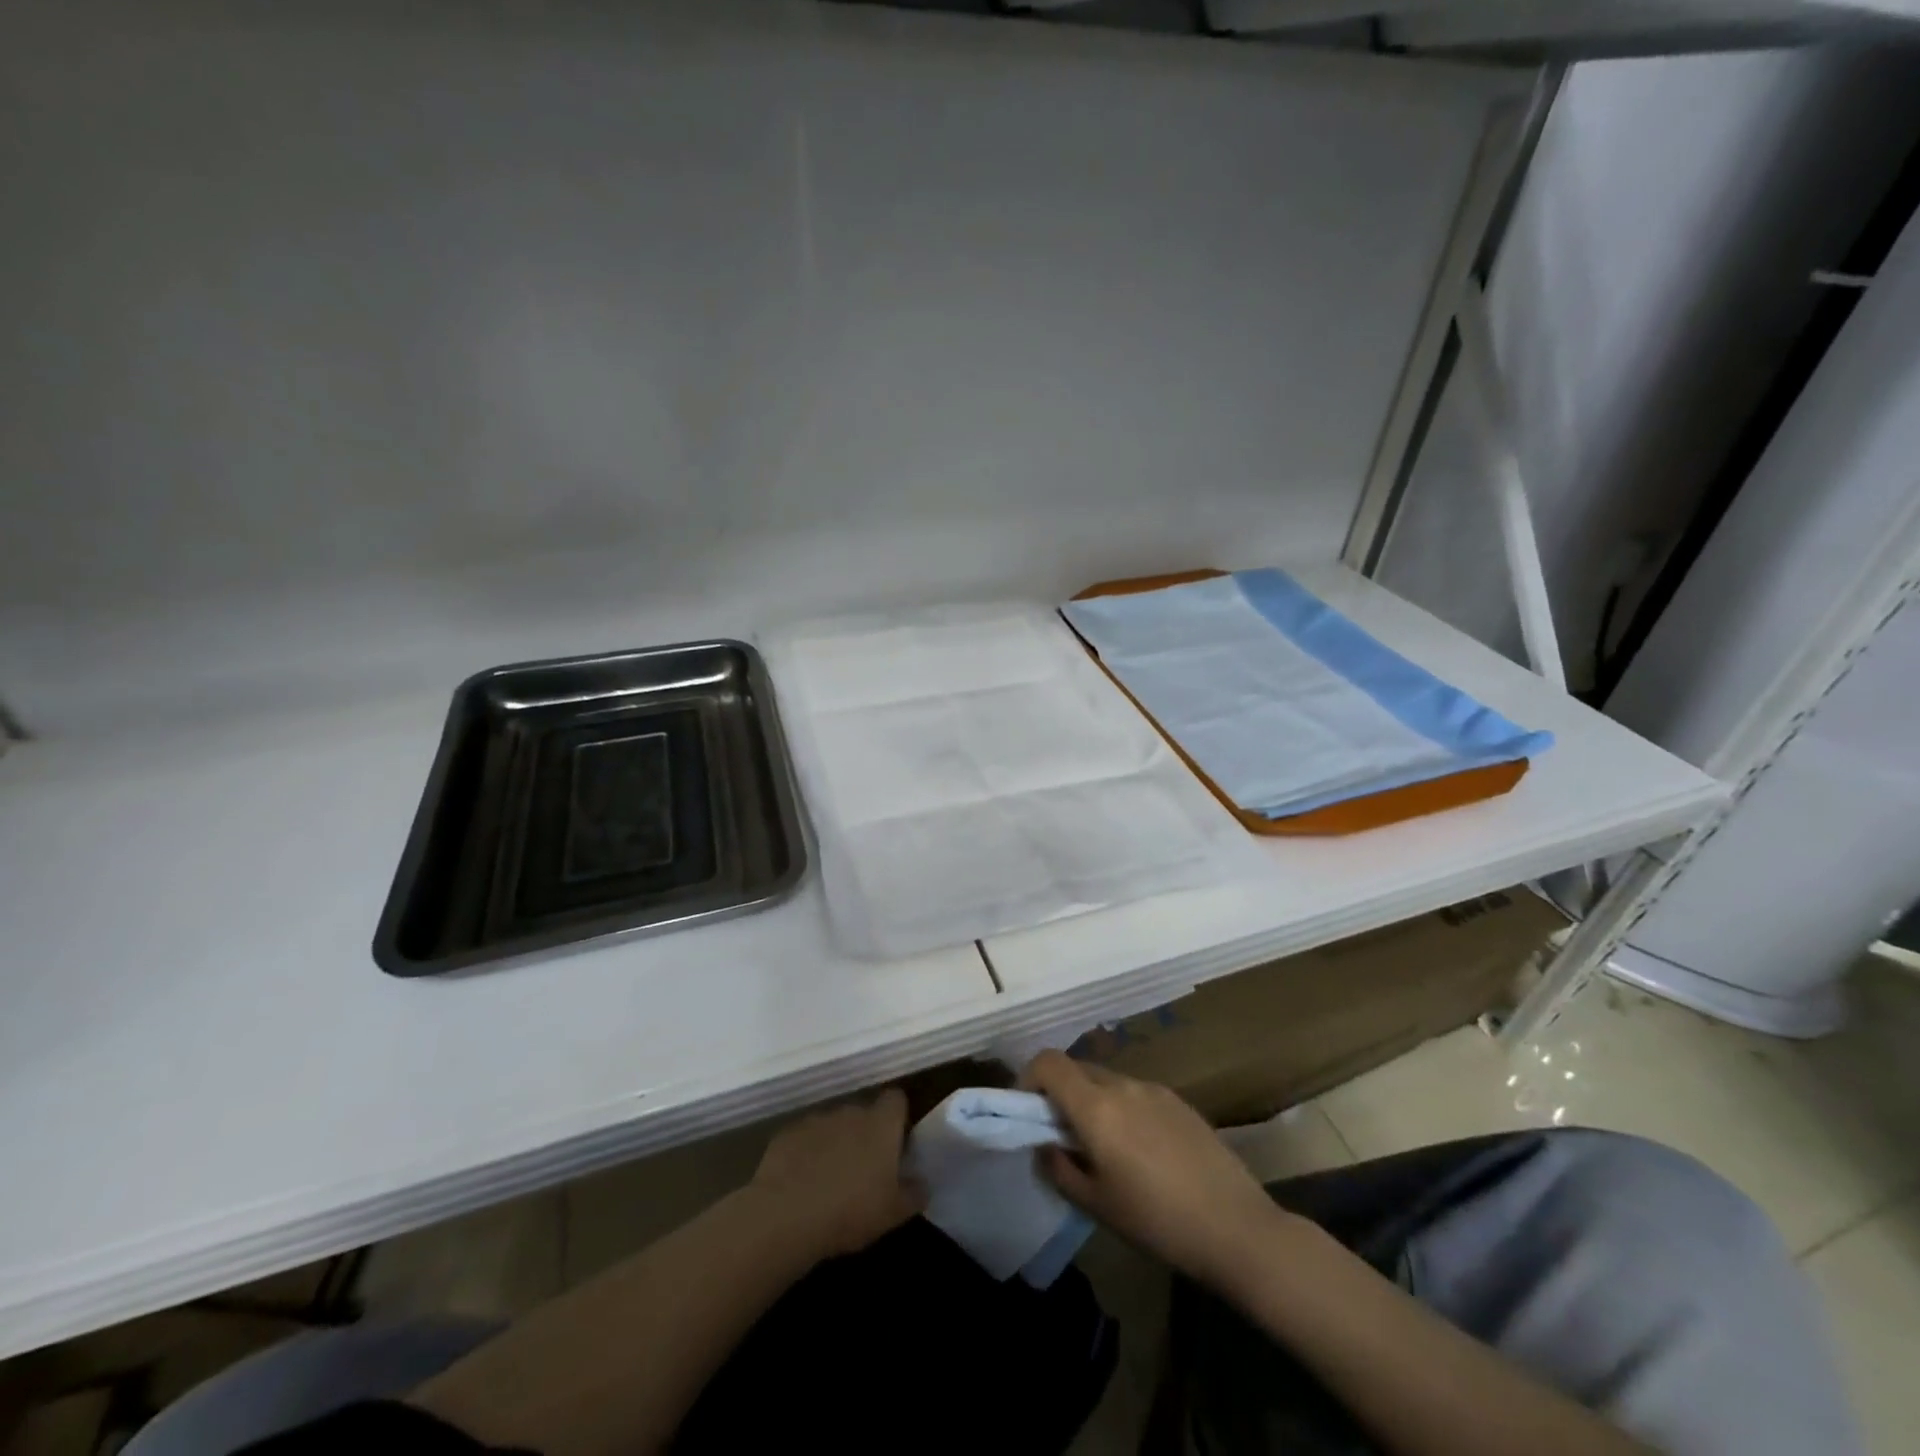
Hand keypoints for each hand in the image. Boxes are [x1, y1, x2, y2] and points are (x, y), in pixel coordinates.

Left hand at [748, 1088, 925, 1261]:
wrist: (787, 1215)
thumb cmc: (851, 1210)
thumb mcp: (893, 1213)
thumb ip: (914, 1193)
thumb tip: (923, 1183)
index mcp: (881, 1124)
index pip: (896, 1099)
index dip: (897, 1117)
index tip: (896, 1141)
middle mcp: (851, 1111)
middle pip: (864, 1112)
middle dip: (865, 1133)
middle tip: (865, 1168)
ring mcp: (817, 1119)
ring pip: (834, 1125)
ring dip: (836, 1142)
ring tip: (831, 1178)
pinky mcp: (788, 1133)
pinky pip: (806, 1138)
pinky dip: (808, 1153)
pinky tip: (803, 1182)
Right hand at [1021, 1051, 1296, 1285]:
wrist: (1237, 1227)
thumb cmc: (1157, 1221)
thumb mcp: (1096, 1204)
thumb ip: (1059, 1168)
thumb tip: (1044, 1145)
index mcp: (1096, 1106)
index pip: (1048, 1062)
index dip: (1029, 1078)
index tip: (1028, 1112)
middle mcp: (1122, 1084)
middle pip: (1077, 1069)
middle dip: (1060, 1094)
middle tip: (1064, 1135)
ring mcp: (1154, 1088)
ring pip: (1107, 1081)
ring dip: (1093, 1101)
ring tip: (1105, 1149)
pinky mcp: (1179, 1100)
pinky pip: (1136, 1093)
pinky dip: (1123, 1109)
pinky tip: (1142, 1152)